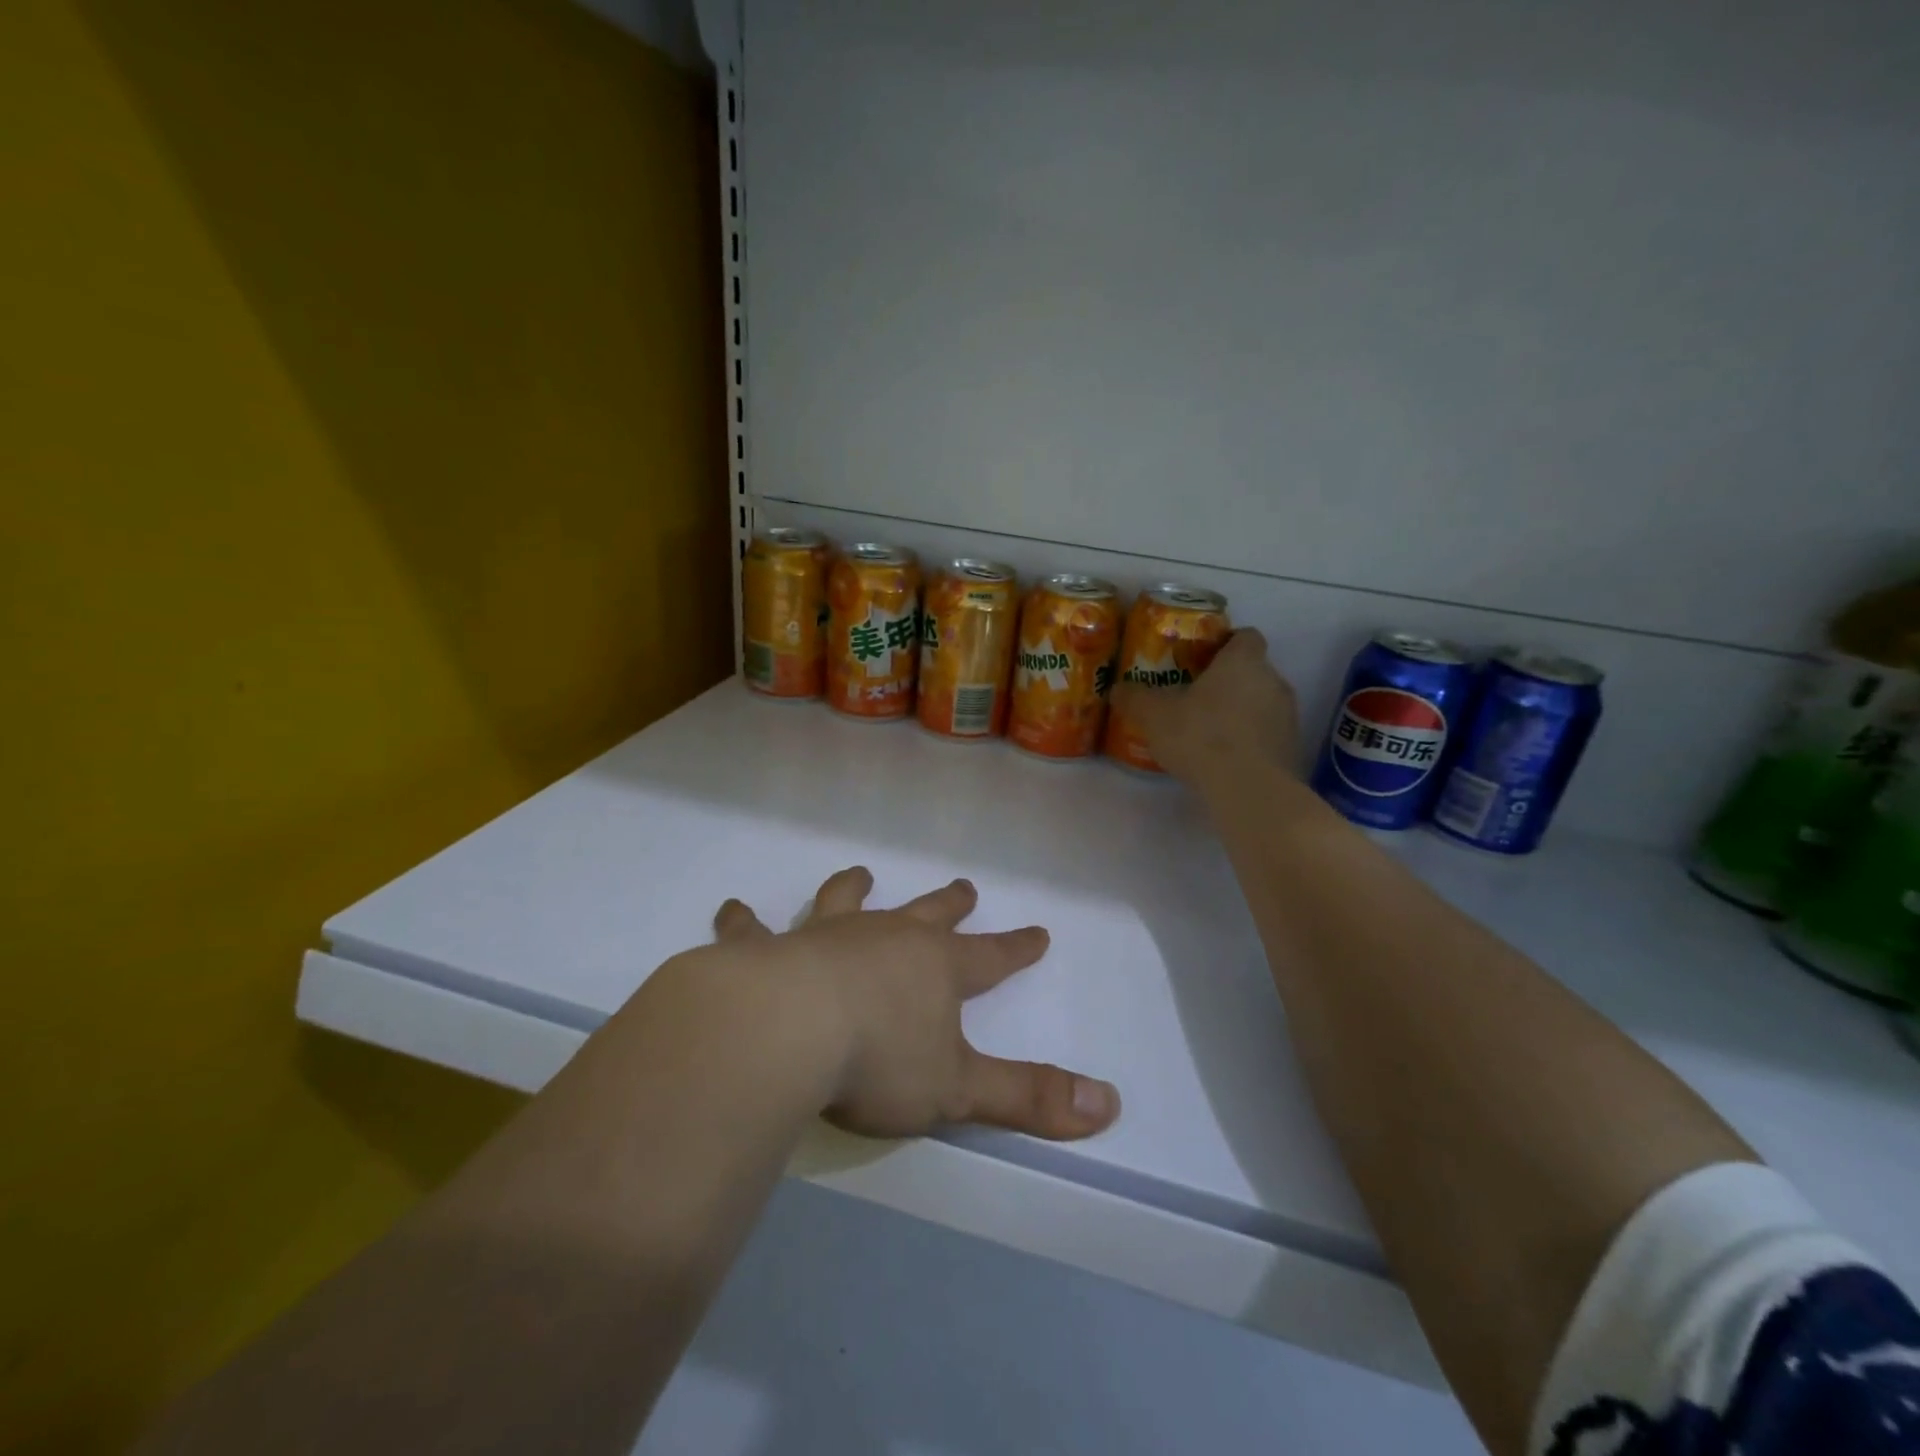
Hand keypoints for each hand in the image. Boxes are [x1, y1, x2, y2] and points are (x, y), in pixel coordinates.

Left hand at [711, 868, 1120, 1141]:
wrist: (786, 1030)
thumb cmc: (879, 1060)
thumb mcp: (959, 1090)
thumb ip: (1030, 1099)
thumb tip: (1111, 1106)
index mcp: (935, 968)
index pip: (991, 957)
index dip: (1017, 947)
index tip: (1039, 932)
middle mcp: (886, 939)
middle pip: (928, 914)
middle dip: (950, 903)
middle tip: (964, 886)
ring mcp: (825, 936)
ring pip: (846, 901)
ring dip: (855, 888)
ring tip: (861, 873)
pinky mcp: (767, 950)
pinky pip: (753, 930)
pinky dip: (744, 922)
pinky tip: (732, 911)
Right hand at [1108, 628, 1299, 786]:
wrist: (1249, 790)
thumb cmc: (1201, 737)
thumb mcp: (1154, 716)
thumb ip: (1135, 698)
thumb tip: (1118, 689)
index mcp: (1243, 662)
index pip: (1246, 636)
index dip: (1226, 644)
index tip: (1202, 659)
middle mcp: (1273, 681)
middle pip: (1253, 671)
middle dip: (1228, 682)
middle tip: (1196, 699)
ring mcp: (1288, 716)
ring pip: (1262, 704)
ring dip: (1241, 713)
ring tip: (1209, 734)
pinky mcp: (1292, 749)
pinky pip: (1268, 736)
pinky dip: (1251, 742)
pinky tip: (1226, 760)